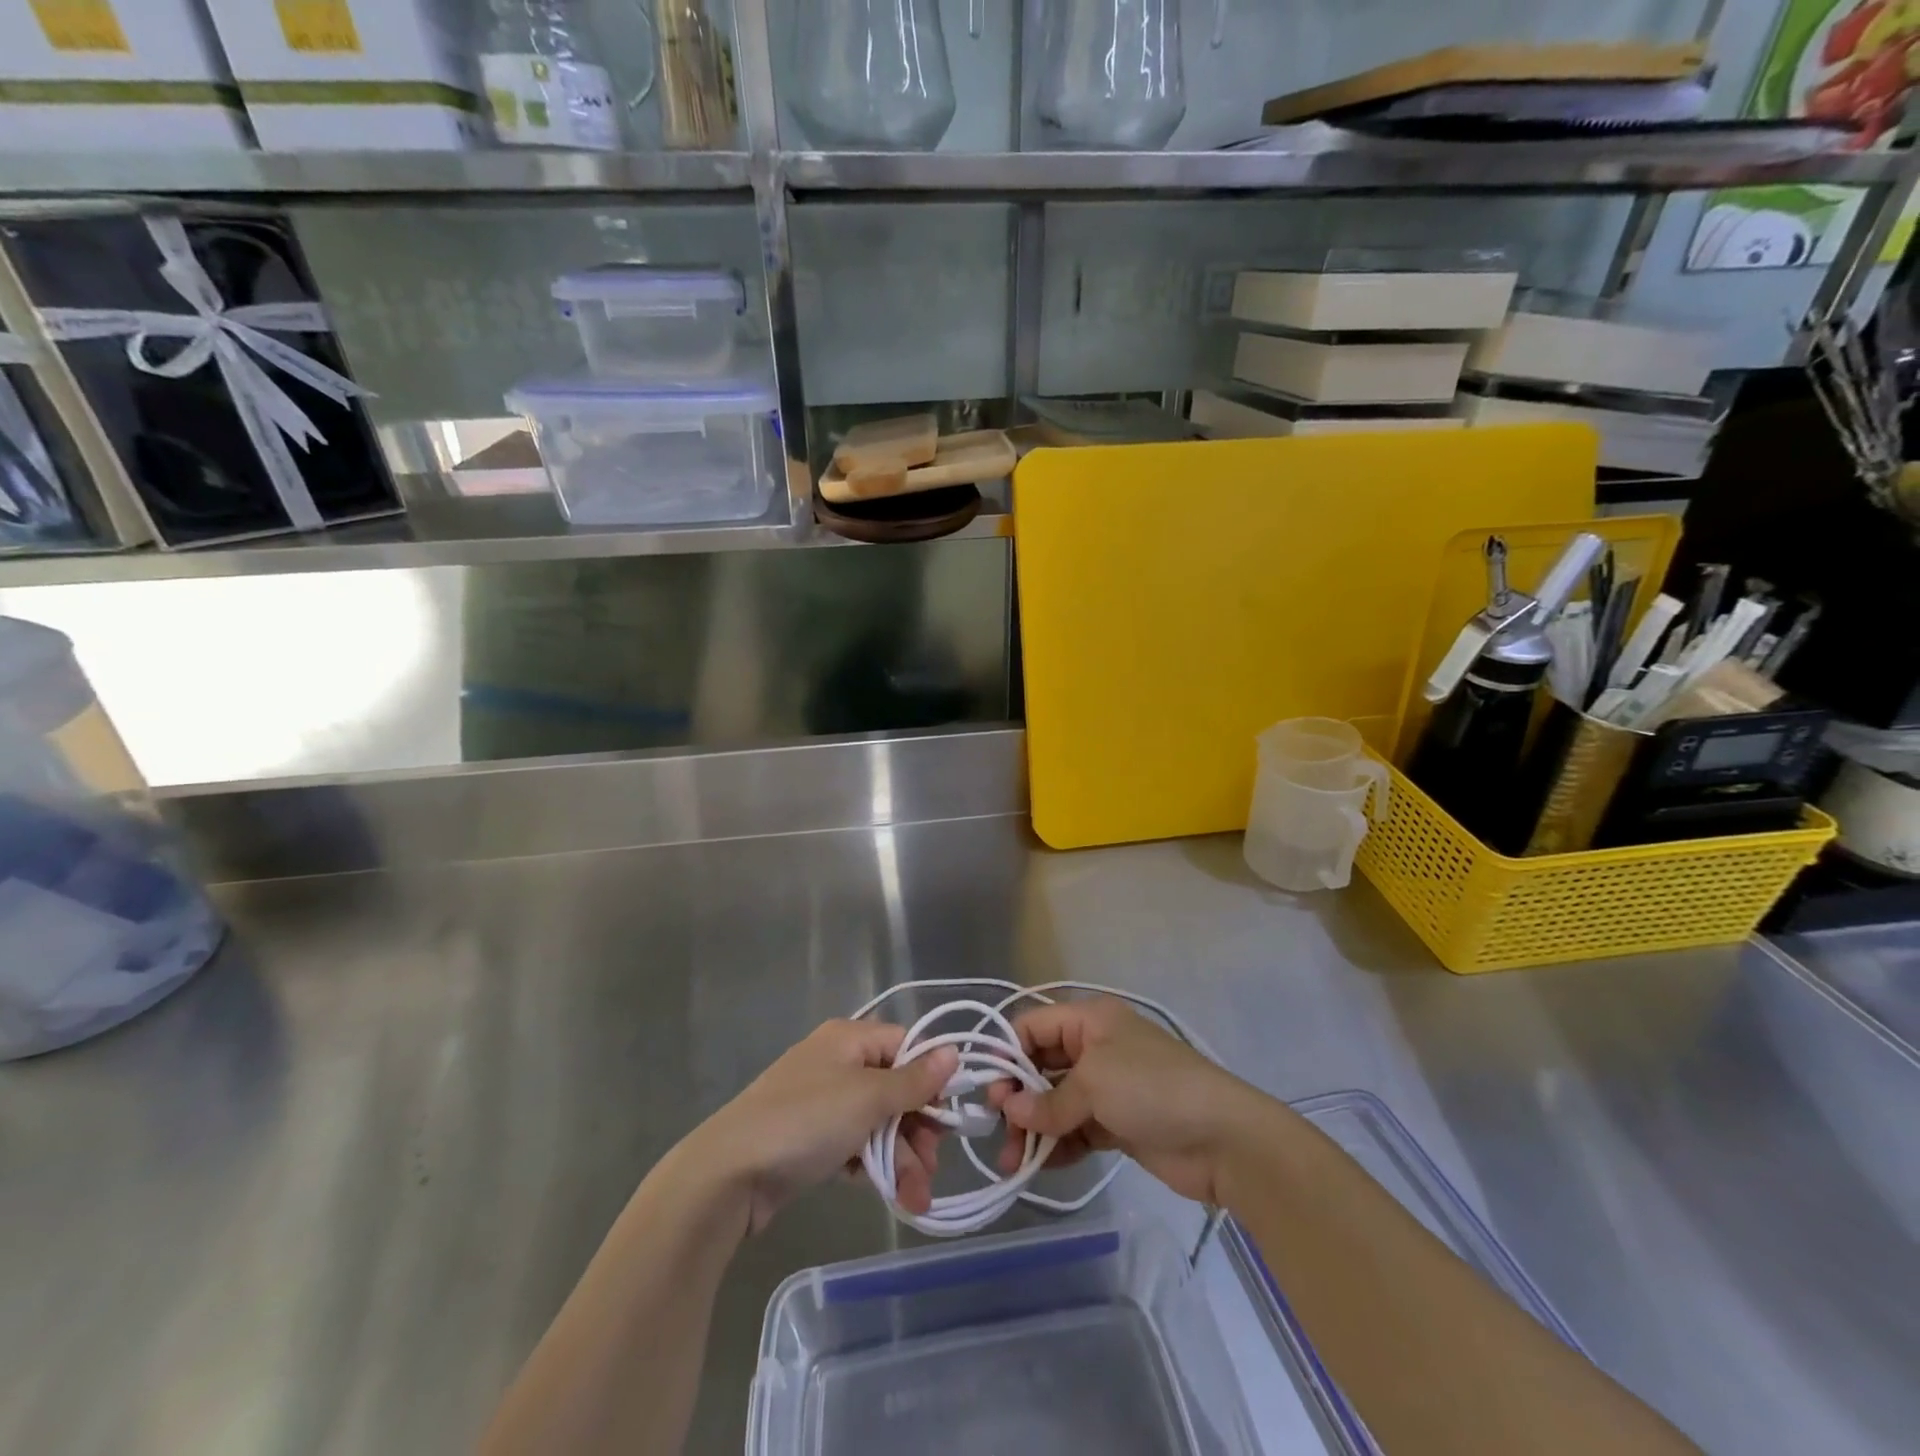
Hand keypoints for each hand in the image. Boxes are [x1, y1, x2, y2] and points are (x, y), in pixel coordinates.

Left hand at [688, 1020, 957, 1234]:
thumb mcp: (868, 1098)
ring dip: (900, 1157)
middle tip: (931, 1167)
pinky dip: (872, 1166)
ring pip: (876, 1122)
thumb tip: (954, 1051)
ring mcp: (821, 1102)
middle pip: (894, 1088)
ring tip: (914, 1199)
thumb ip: (914, 1080)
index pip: (906, 1046)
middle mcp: (837, 1062)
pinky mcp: (809, 1139)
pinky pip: (854, 1144)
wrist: (728, 1174)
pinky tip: (886, 1193)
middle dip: (917, 1130)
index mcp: (849, 1038)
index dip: (930, 1079)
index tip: (948, 1118)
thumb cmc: (806, 1122)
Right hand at [987, 1000, 1262, 1205]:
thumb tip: (1011, 1112)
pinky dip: (1059, 1144)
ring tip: (1015, 1161)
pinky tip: (1044, 1165)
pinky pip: (1076, 1128)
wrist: (1222, 1138)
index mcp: (1090, 1020)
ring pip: (1056, 1101)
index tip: (988, 1091)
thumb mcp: (1094, 1084)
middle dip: (1018, 1097)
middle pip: (1041, 1066)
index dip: (1007, 1054)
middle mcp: (1095, 1047)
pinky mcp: (1117, 1123)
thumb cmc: (1153, 1089)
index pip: (1033, 1026)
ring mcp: (1107, 1086)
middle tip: (999, 1131)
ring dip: (1035, 1128)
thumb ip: (1049, 1101)